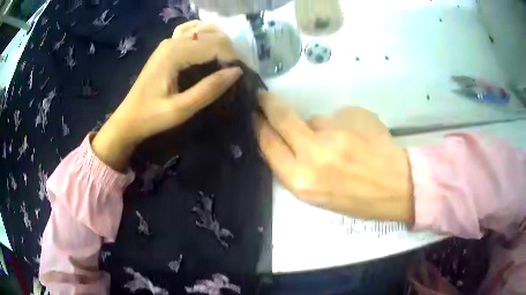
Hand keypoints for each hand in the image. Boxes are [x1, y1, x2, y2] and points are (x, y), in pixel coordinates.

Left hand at [92, 21, 242, 170]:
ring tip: (225, 63)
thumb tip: (237, 72)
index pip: (215, 45)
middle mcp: (173, 41)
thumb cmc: (151, 117)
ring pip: (203, 31)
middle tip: (233, 73)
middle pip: (211, 35)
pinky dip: (204, 37)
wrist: (128, 118)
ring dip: (218, 43)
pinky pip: (190, 33)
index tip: (241, 76)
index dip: (232, 58)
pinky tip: (208, 48)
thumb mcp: (181, 109)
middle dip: (228, 51)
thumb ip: (209, 89)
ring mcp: (168, 42)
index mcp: (175, 53)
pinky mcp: (167, 47)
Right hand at [257, 92, 413, 221]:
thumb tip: (297, 137)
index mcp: (302, 181)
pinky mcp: (352, 117)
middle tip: (263, 97)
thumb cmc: (356, 199)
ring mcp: (335, 134)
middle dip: (268, 104)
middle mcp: (313, 155)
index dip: (258, 126)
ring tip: (341, 143)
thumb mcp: (317, 194)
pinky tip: (357, 138)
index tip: (254, 116)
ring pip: (313, 118)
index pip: (268, 144)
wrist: (395, 187)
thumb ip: (299, 164)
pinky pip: (335, 116)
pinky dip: (341, 125)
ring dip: (319, 127)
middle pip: (281, 118)